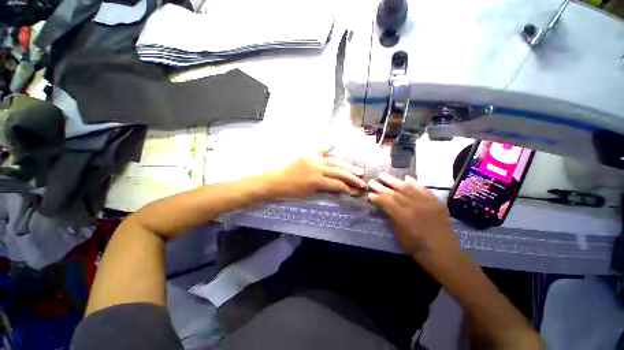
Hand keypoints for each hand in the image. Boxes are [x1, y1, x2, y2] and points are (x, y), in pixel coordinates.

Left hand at [267, 150, 365, 199]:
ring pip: (334, 161)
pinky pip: (321, 150)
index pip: (337, 184)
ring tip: (358, 169)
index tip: (357, 191)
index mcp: (317, 181)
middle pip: (339, 171)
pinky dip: (328, 148)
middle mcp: (317, 167)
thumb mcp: (309, 194)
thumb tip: (338, 187)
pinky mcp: (308, 154)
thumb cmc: (291, 192)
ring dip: (347, 165)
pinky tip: (335, 146)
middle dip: (352, 177)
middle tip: (363, 181)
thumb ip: (325, 189)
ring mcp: (313, 159)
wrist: (275, 181)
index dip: (348, 188)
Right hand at [367, 173, 459, 259]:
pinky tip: (406, 177)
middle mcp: (415, 207)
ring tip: (384, 175)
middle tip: (372, 181)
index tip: (369, 194)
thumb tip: (383, 206)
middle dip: (381, 187)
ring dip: (394, 181)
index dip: (377, 198)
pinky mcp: (436, 203)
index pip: (387, 203)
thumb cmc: (417, 248)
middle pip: (395, 194)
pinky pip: (423, 189)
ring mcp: (427, 203)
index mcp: (405, 217)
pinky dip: (414, 183)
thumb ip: (391, 217)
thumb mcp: (399, 235)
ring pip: (408, 188)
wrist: (444, 254)